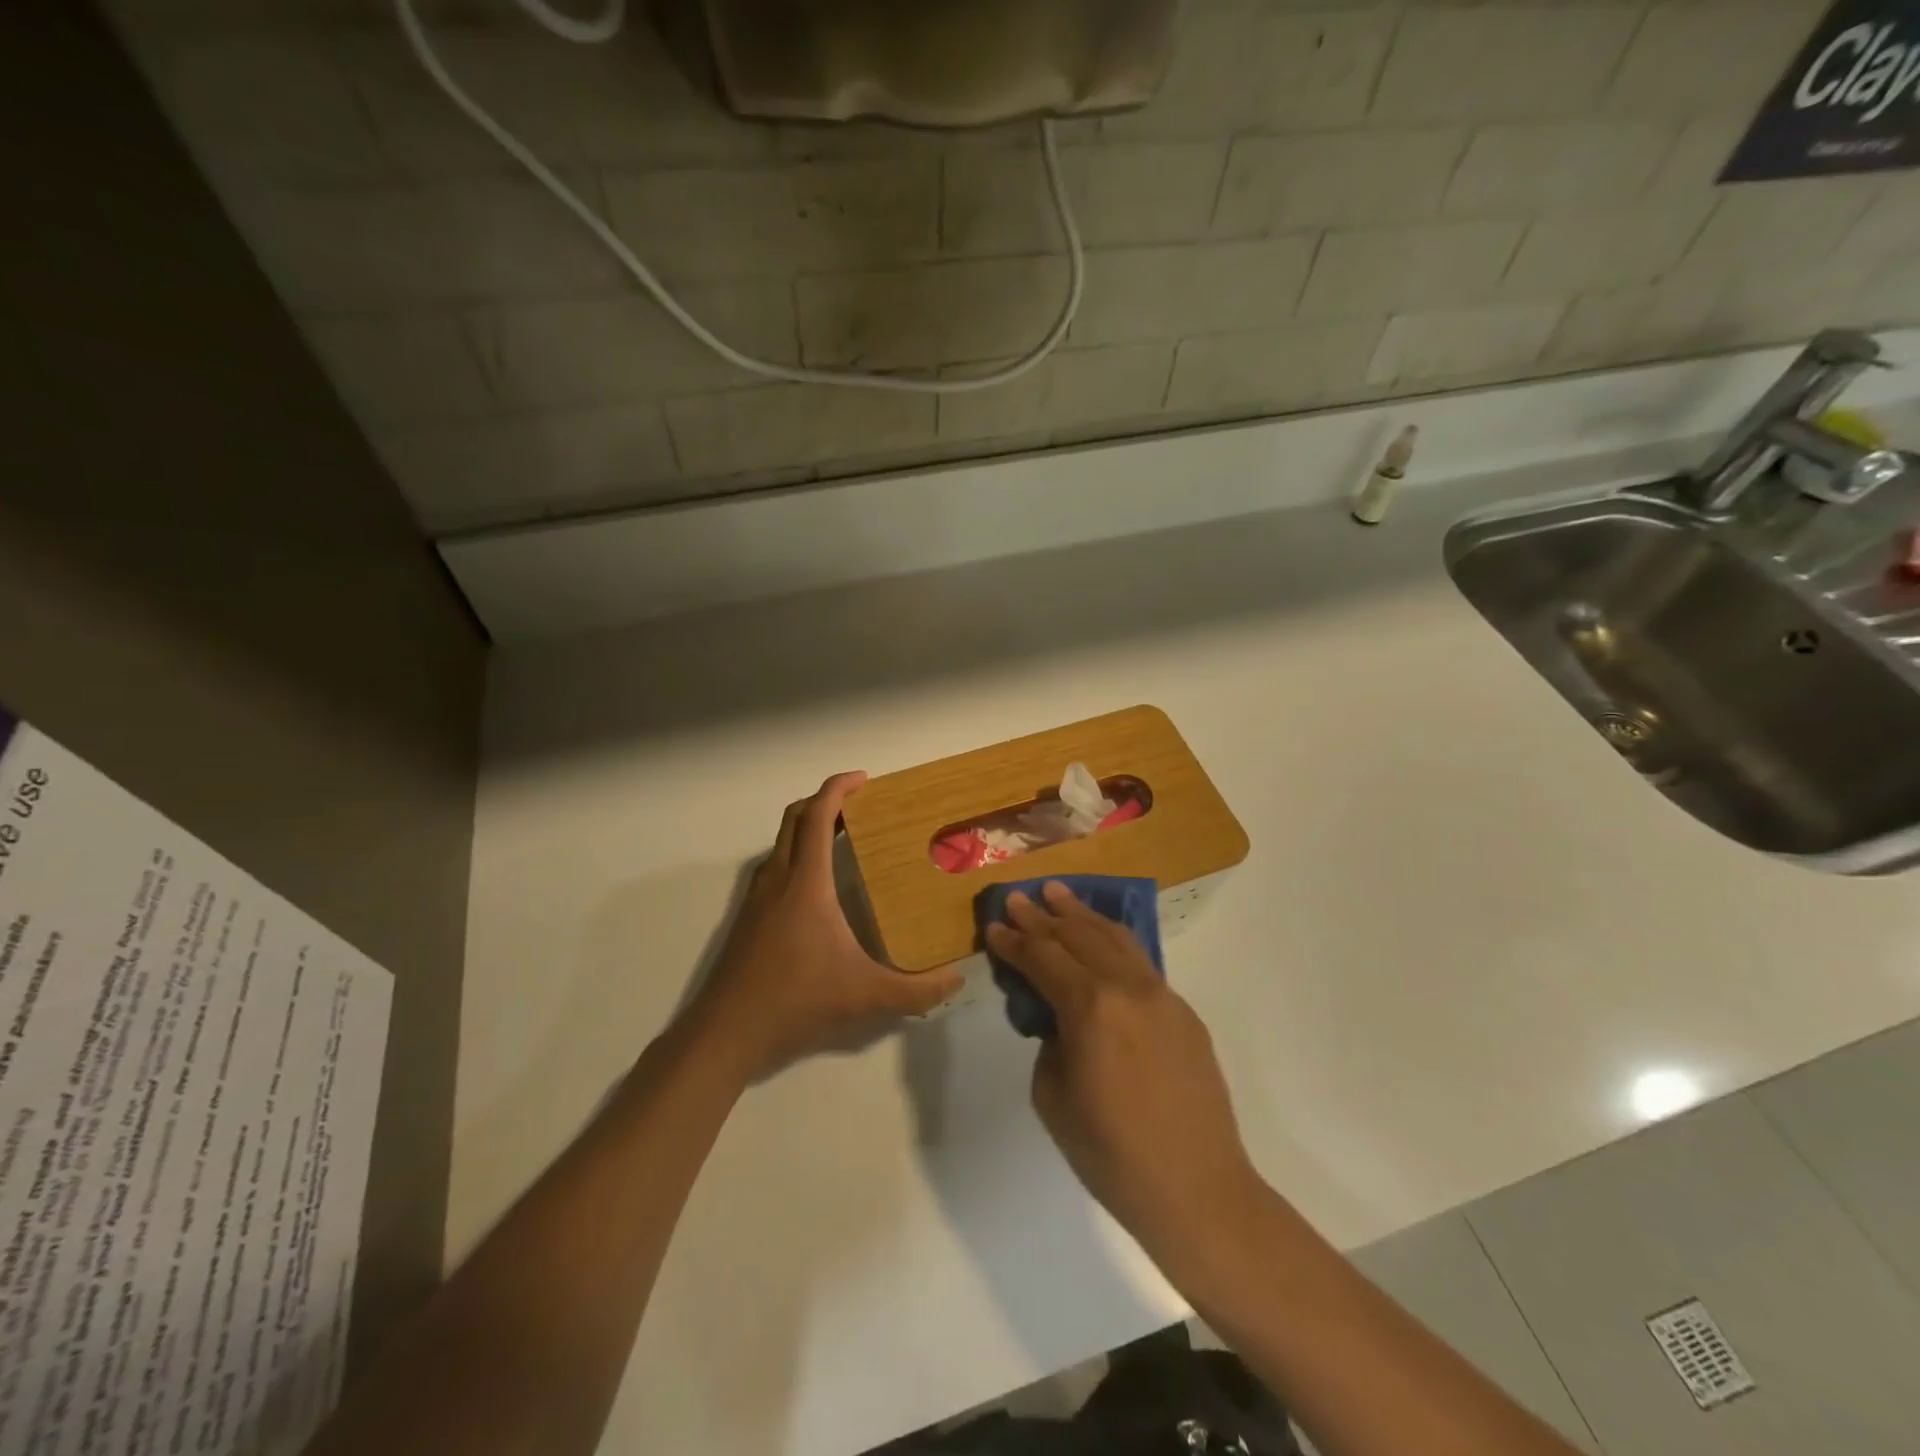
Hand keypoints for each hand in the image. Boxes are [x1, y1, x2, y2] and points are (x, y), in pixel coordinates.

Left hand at [685, 773, 962, 1084]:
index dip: (838, 789)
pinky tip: (817, 886)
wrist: (726, 1032)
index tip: (864, 779)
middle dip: (825, 800)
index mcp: (806, 882)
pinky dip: (796, 853)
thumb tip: (956, 979)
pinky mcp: (748, 917)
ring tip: (843, 838)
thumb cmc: (796, 1000)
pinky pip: (775, 865)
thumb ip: (916, 990)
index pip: (818, 816)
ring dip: (808, 826)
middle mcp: (778, 879)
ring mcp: (757, 898)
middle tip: (860, 806)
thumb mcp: (865, 996)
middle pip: (795, 818)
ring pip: (781, 841)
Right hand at [986, 882, 1260, 1260]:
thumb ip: (1051, 1043)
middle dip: (1043, 917)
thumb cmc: (1112, 1155)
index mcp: (1091, 1008)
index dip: (1014, 942)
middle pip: (1078, 936)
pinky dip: (1113, 941)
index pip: (1043, 959)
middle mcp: (1127, 988)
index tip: (993, 926)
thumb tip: (1060, 1021)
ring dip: (1082, 914)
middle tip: (1017, 898)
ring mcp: (1162, 995)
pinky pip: (1140, 963)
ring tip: (1058, 894)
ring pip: (1115, 938)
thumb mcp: (1053, 1097)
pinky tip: (1100, 936)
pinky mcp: (1183, 1011)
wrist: (1197, 1189)